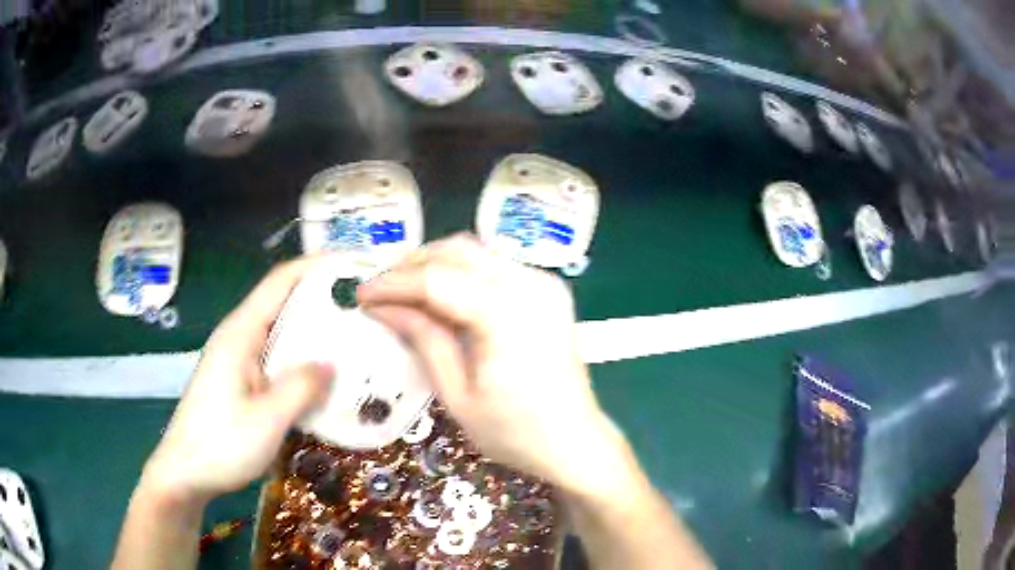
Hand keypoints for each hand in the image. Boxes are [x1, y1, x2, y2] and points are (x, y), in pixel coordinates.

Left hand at [140, 258, 334, 504]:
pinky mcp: (241, 381)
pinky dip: (302, 359)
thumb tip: (331, 363)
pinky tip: (324, 378)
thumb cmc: (220, 445)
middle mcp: (239, 337)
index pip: (281, 281)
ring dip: (315, 332)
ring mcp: (238, 359)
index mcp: (241, 333)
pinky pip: (277, 358)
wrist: (185, 474)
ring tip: (355, 340)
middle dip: (323, 299)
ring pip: (282, 332)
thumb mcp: (267, 420)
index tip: (355, 265)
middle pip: (283, 302)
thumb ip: (300, 387)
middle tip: (366, 309)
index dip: (317, 266)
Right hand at [358, 235, 625, 493]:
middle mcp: (530, 285)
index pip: (436, 280)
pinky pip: (495, 265)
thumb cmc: (515, 432)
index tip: (361, 295)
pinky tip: (440, 293)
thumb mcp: (458, 395)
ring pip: (477, 251)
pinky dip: (461, 271)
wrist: (575, 441)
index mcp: (507, 315)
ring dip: (434, 263)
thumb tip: (382, 306)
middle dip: (410, 264)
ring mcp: (544, 284)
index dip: (393, 283)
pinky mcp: (549, 290)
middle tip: (379, 289)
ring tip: (402, 289)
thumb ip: (423, 339)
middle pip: (457, 251)